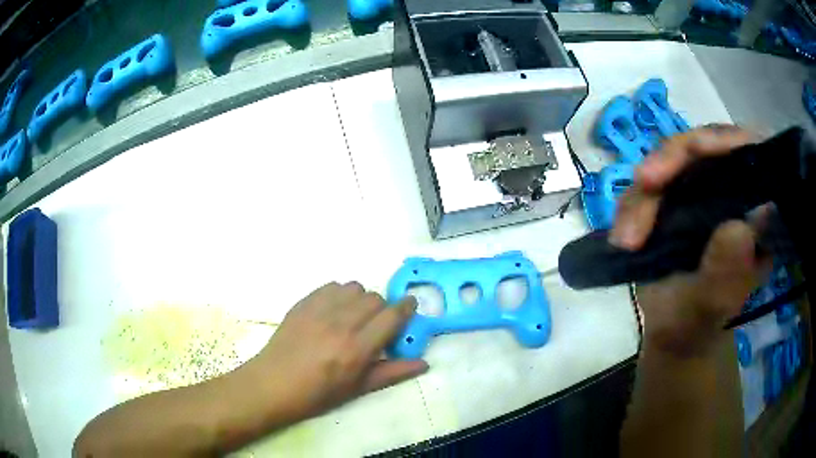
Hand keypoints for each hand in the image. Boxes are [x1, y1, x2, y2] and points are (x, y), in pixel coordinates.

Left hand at [234, 282, 427, 420]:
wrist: (274, 384)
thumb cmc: (318, 394)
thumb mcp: (358, 389)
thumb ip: (392, 372)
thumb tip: (424, 363)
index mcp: (357, 349)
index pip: (392, 316)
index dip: (406, 308)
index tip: (410, 306)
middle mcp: (341, 323)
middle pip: (375, 298)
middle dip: (383, 309)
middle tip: (376, 325)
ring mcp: (319, 310)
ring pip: (354, 288)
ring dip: (361, 299)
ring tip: (354, 316)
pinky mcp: (303, 303)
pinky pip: (331, 286)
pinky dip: (340, 294)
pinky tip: (334, 311)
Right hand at [610, 125, 771, 356]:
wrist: (673, 333)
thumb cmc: (700, 322)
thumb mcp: (715, 303)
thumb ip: (729, 270)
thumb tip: (743, 225)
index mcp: (755, 208)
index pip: (748, 151)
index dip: (726, 140)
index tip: (699, 148)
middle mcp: (730, 188)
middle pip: (703, 146)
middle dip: (673, 159)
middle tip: (646, 182)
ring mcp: (699, 189)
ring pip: (670, 162)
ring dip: (645, 194)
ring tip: (628, 239)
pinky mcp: (671, 196)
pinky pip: (647, 187)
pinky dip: (632, 209)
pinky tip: (624, 239)